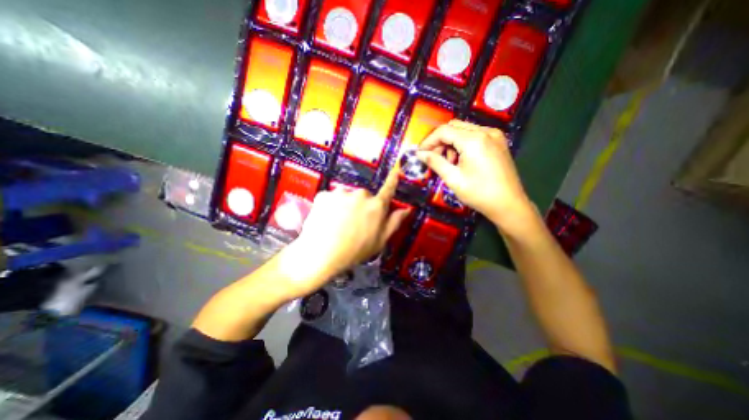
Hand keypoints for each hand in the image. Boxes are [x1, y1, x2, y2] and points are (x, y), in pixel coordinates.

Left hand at [280, 165, 412, 294]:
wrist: (321, 255)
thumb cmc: (355, 251)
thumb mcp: (380, 241)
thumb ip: (394, 222)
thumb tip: (407, 209)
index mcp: (376, 206)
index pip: (388, 189)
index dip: (392, 180)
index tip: (395, 170)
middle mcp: (360, 194)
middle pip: (364, 196)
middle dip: (362, 205)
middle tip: (354, 222)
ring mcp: (340, 193)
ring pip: (346, 196)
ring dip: (345, 205)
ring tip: (338, 223)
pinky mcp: (324, 194)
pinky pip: (331, 198)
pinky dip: (330, 206)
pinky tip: (327, 219)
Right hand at [420, 121, 534, 234]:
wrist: (509, 204)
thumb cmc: (479, 193)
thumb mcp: (453, 179)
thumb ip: (435, 162)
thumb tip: (420, 154)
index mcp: (474, 140)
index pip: (444, 131)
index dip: (428, 141)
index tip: (419, 153)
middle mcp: (486, 131)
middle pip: (454, 127)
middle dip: (439, 140)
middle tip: (433, 158)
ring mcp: (494, 135)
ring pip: (464, 130)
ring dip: (451, 142)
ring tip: (449, 162)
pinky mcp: (498, 142)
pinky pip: (475, 135)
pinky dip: (463, 144)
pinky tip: (461, 160)